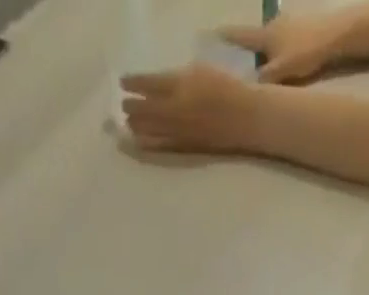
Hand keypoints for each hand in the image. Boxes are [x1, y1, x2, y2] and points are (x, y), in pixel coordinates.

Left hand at [121, 65, 261, 154]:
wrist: (245, 119)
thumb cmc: (225, 89)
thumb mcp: (199, 73)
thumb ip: (177, 80)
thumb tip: (157, 87)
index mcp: (179, 84)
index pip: (148, 83)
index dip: (132, 83)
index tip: (122, 82)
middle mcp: (175, 109)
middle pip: (144, 108)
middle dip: (131, 106)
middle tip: (123, 104)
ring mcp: (179, 130)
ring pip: (149, 128)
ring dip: (135, 124)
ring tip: (128, 122)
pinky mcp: (186, 147)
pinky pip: (161, 145)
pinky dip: (147, 142)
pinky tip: (138, 140)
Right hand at [219, 13, 351, 84]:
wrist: (335, 34)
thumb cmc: (306, 52)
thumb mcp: (282, 72)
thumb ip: (264, 81)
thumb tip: (248, 89)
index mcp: (265, 35)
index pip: (240, 36)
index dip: (226, 38)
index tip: (211, 35)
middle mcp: (272, 25)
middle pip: (256, 40)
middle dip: (249, 51)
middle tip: (243, 67)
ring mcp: (287, 24)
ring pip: (271, 41)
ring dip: (266, 53)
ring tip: (266, 70)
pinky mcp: (301, 27)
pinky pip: (284, 42)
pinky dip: (280, 52)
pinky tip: (286, 63)